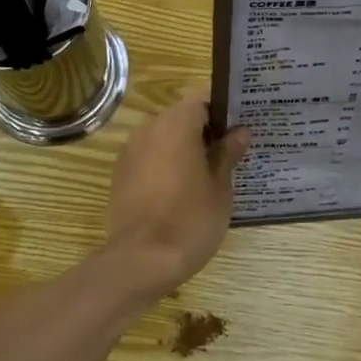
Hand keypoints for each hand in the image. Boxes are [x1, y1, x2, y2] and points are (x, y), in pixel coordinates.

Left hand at [103, 92, 249, 299]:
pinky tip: (182, 191)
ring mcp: (130, 152)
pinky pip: (149, 158)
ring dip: (183, 149)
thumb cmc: (189, 220)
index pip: (201, 99)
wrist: (140, 261)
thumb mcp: (220, 188)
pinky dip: (165, 165)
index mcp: (176, 124)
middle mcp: (149, 129)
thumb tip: (240, 132)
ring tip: (208, 175)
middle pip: (180, 117)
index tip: (238, 128)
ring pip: (163, 138)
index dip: (221, 110)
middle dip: (203, 131)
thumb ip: (227, 154)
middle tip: (229, 153)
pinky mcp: (121, 175)